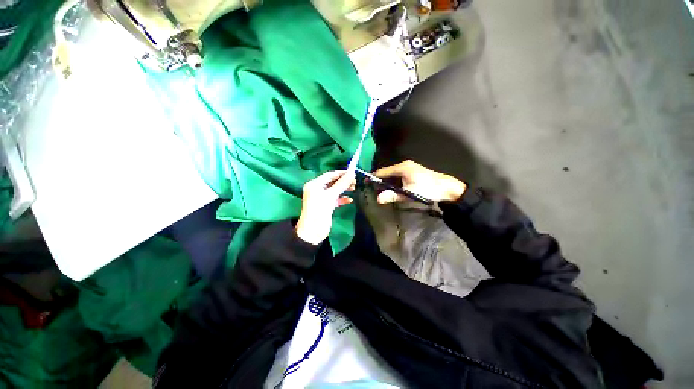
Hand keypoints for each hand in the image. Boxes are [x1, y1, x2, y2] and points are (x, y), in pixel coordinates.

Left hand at [295, 170, 355, 244]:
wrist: (313, 231)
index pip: (329, 175)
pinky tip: (350, 200)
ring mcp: (321, 198)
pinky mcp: (326, 205)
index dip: (341, 173)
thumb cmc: (319, 211)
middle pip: (332, 182)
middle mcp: (317, 189)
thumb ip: (341, 184)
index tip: (353, 173)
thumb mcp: (330, 196)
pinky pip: (335, 199)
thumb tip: (351, 173)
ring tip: (354, 188)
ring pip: (334, 190)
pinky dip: (342, 198)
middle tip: (355, 181)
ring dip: (344, 189)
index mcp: (314, 184)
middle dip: (343, 181)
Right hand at [374, 160, 465, 203]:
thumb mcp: (409, 193)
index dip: (374, 177)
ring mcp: (409, 168)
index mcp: (402, 167)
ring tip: (381, 190)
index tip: (366, 183)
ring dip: (387, 182)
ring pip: (393, 174)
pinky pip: (398, 175)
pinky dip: (394, 182)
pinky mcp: (413, 172)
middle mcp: (404, 165)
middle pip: (387, 172)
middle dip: (380, 180)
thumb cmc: (427, 189)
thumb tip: (378, 199)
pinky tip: (393, 189)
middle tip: (374, 190)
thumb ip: (393, 195)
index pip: (383, 171)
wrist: (446, 188)